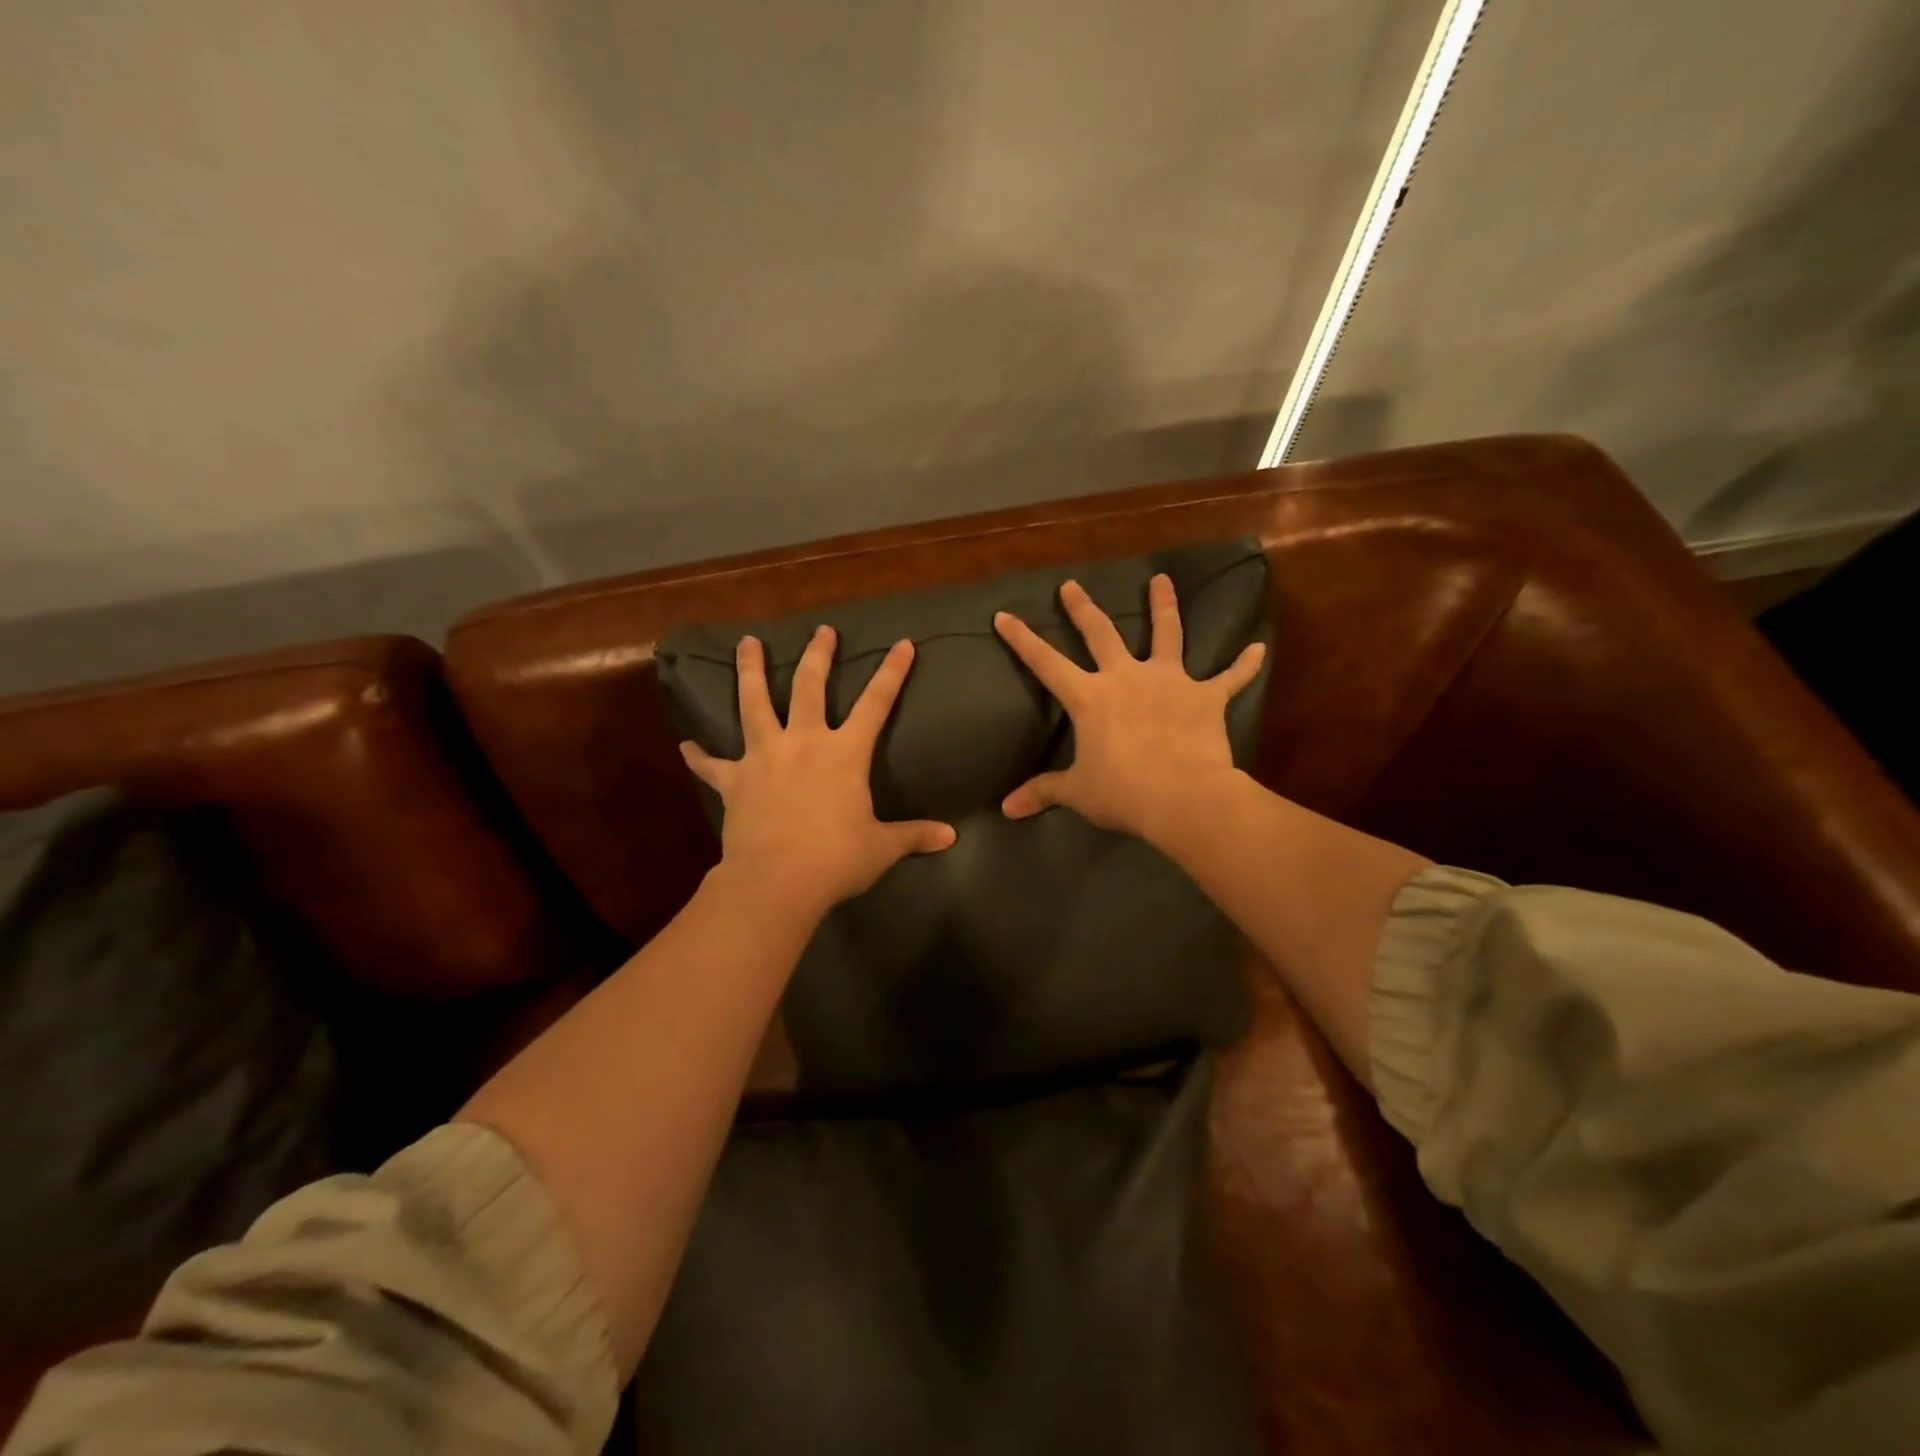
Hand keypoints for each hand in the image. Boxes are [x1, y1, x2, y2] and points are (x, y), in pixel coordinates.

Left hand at [680, 626, 955, 917]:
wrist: (777, 880)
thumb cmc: (836, 859)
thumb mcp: (882, 847)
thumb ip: (914, 835)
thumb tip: (951, 837)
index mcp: (845, 753)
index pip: (876, 703)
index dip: (892, 672)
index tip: (902, 644)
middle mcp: (804, 742)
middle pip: (810, 687)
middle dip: (818, 655)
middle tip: (821, 630)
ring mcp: (764, 757)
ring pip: (754, 704)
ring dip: (750, 672)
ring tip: (746, 643)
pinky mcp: (735, 781)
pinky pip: (713, 765)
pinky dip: (700, 756)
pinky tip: (685, 746)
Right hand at [992, 574, 1265, 842]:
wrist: (1183, 798)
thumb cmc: (1123, 793)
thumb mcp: (1078, 792)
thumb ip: (1043, 793)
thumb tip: (1006, 809)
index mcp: (1090, 697)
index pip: (1045, 662)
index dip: (1022, 639)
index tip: (1003, 615)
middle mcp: (1127, 677)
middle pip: (1101, 633)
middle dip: (1082, 608)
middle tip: (1071, 586)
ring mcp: (1170, 682)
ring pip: (1167, 633)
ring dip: (1164, 606)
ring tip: (1161, 580)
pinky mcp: (1206, 697)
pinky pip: (1229, 677)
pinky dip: (1244, 665)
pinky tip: (1258, 649)